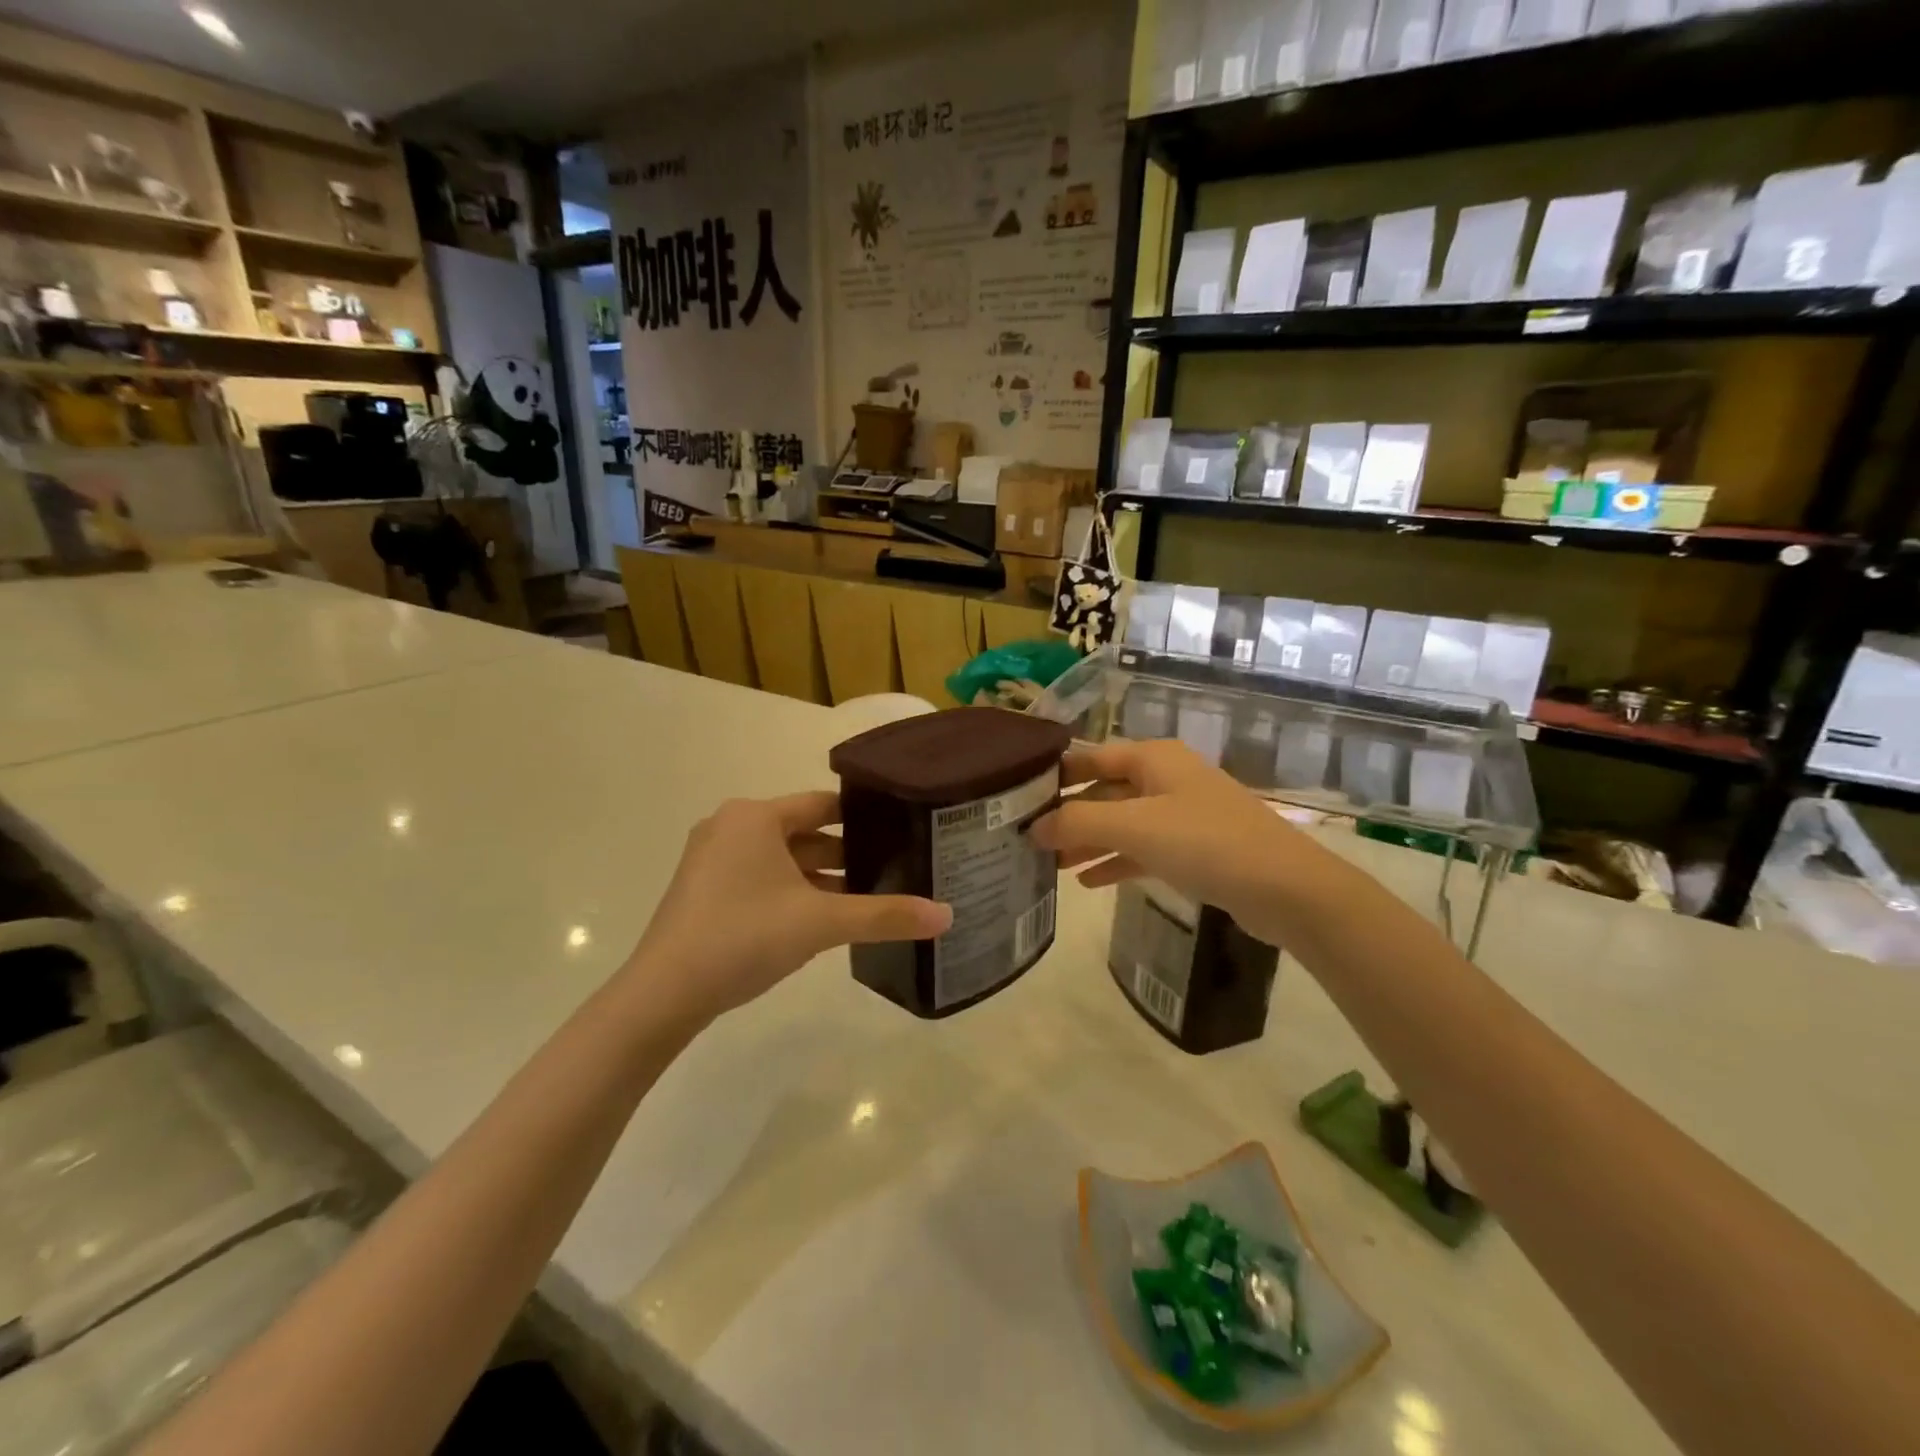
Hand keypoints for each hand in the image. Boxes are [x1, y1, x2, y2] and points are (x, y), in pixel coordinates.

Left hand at [625, 793, 951, 1026]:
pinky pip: (760, 879)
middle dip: (845, 853)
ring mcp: (712, 859)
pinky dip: (791, 892)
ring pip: (781, 859)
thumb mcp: (822, 923)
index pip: (823, 804)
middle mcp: (730, 826)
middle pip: (803, 832)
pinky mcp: (703, 890)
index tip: (900, 833)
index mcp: (755, 817)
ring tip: (865, 898)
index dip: (863, 817)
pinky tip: (820, 920)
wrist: (663, 995)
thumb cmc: (744, 937)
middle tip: (891, 870)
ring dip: (819, 877)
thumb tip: (947, 915)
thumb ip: (885, 916)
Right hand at [1031, 740, 1301, 945]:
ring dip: (1088, 842)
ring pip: (1122, 823)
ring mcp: (1182, 814)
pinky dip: (1115, 861)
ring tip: (1051, 866)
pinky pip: (1142, 849)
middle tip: (1028, 839)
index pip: (1089, 757)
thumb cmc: (1206, 843)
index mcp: (1153, 758)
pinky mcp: (1194, 848)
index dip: (1054, 776)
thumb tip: (1034, 827)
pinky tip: (1087, 882)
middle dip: (1068, 815)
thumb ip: (1078, 823)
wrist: (1287, 890)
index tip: (1016, 798)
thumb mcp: (1134, 828)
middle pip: (1103, 790)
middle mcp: (1165, 778)